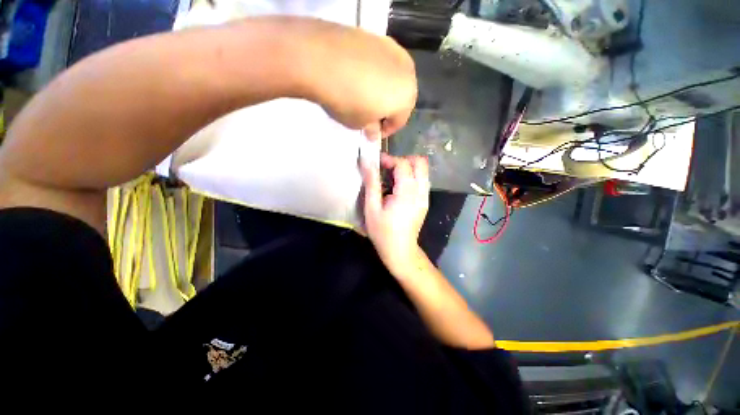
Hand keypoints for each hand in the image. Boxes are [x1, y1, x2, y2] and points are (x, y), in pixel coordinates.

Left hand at [293, 18, 417, 138]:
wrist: (323, 59)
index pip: (400, 120)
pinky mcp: (377, 36)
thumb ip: (371, 129)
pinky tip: (359, 76)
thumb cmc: (348, 101)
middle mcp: (407, 72)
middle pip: (401, 96)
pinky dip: (374, 71)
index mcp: (407, 98)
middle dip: (388, 108)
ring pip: (393, 77)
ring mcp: (393, 50)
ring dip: (383, 89)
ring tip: (365, 95)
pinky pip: (381, 61)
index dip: (388, 129)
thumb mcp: (359, 124)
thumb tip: (374, 132)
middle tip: (373, 115)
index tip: (375, 133)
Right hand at [360, 154, 429, 276]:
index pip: (403, 164)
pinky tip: (397, 188)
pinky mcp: (425, 201)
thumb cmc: (383, 232)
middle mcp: (421, 191)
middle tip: (387, 168)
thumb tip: (367, 162)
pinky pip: (421, 180)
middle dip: (403, 160)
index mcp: (407, 193)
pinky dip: (410, 177)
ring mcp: (425, 196)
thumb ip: (371, 183)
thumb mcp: (372, 208)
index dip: (389, 159)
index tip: (376, 163)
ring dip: (407, 168)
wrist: (400, 251)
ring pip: (422, 170)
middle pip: (420, 162)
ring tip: (391, 178)